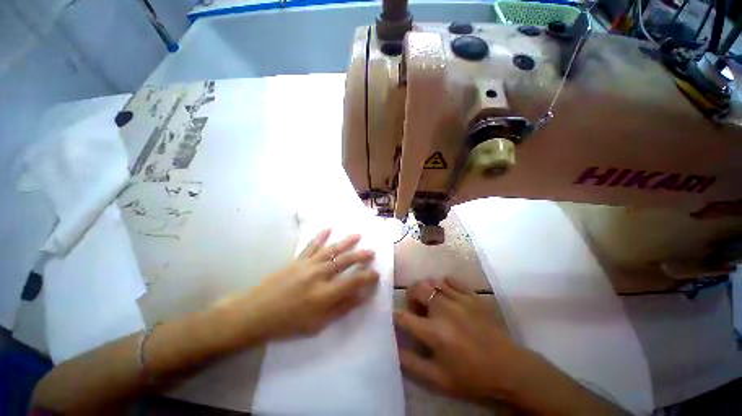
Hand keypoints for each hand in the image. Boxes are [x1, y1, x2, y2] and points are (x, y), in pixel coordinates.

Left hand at [224, 229, 378, 344]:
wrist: (256, 313)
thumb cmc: (288, 323)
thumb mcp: (318, 324)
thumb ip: (342, 308)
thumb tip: (362, 297)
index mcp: (325, 294)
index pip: (353, 281)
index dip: (367, 277)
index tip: (376, 273)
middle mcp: (319, 275)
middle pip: (345, 261)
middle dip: (361, 256)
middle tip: (371, 251)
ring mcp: (308, 264)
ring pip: (332, 250)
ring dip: (346, 242)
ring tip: (358, 235)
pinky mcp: (298, 260)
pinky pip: (312, 245)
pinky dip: (320, 236)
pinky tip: (328, 228)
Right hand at [395, 278, 534, 401]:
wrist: (509, 368)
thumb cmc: (472, 376)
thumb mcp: (439, 379)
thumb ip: (412, 364)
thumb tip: (394, 348)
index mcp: (434, 332)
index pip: (404, 316)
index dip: (395, 316)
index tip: (396, 318)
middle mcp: (443, 309)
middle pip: (416, 288)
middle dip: (410, 296)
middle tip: (416, 310)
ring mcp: (459, 299)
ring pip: (431, 281)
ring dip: (425, 290)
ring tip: (431, 303)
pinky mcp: (472, 295)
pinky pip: (450, 280)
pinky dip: (443, 285)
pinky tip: (447, 296)